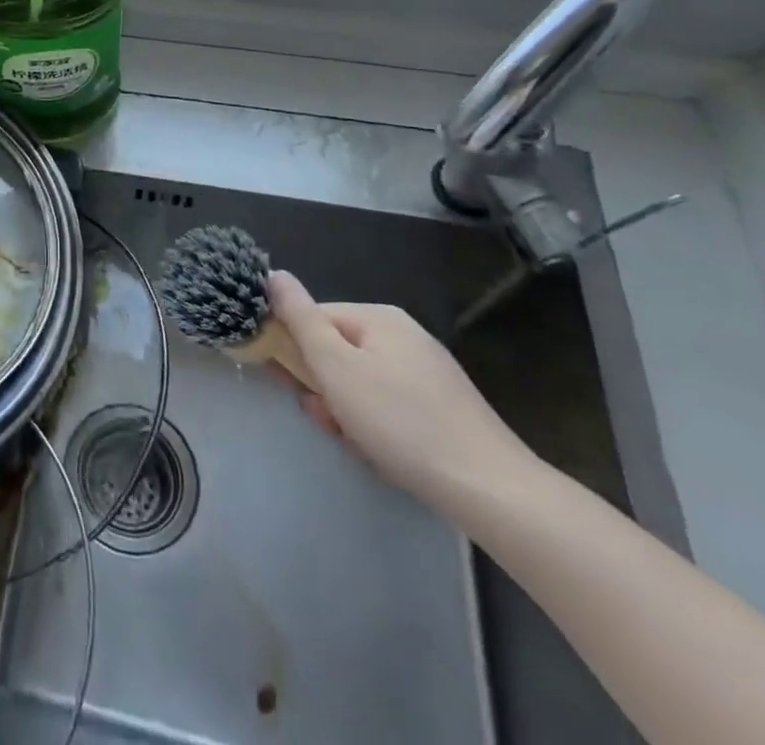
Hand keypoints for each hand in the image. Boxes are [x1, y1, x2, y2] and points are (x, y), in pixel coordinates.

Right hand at [265, 270, 540, 507]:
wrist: (491, 490)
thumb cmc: (400, 421)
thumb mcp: (335, 366)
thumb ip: (300, 318)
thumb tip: (273, 274)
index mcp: (378, 317)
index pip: (314, 318)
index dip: (295, 350)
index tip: (291, 386)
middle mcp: (404, 335)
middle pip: (338, 351)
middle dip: (323, 387)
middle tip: (326, 418)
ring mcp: (427, 372)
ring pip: (361, 383)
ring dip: (346, 411)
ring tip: (355, 442)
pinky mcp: (443, 407)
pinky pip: (389, 405)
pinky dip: (376, 426)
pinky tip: (382, 452)